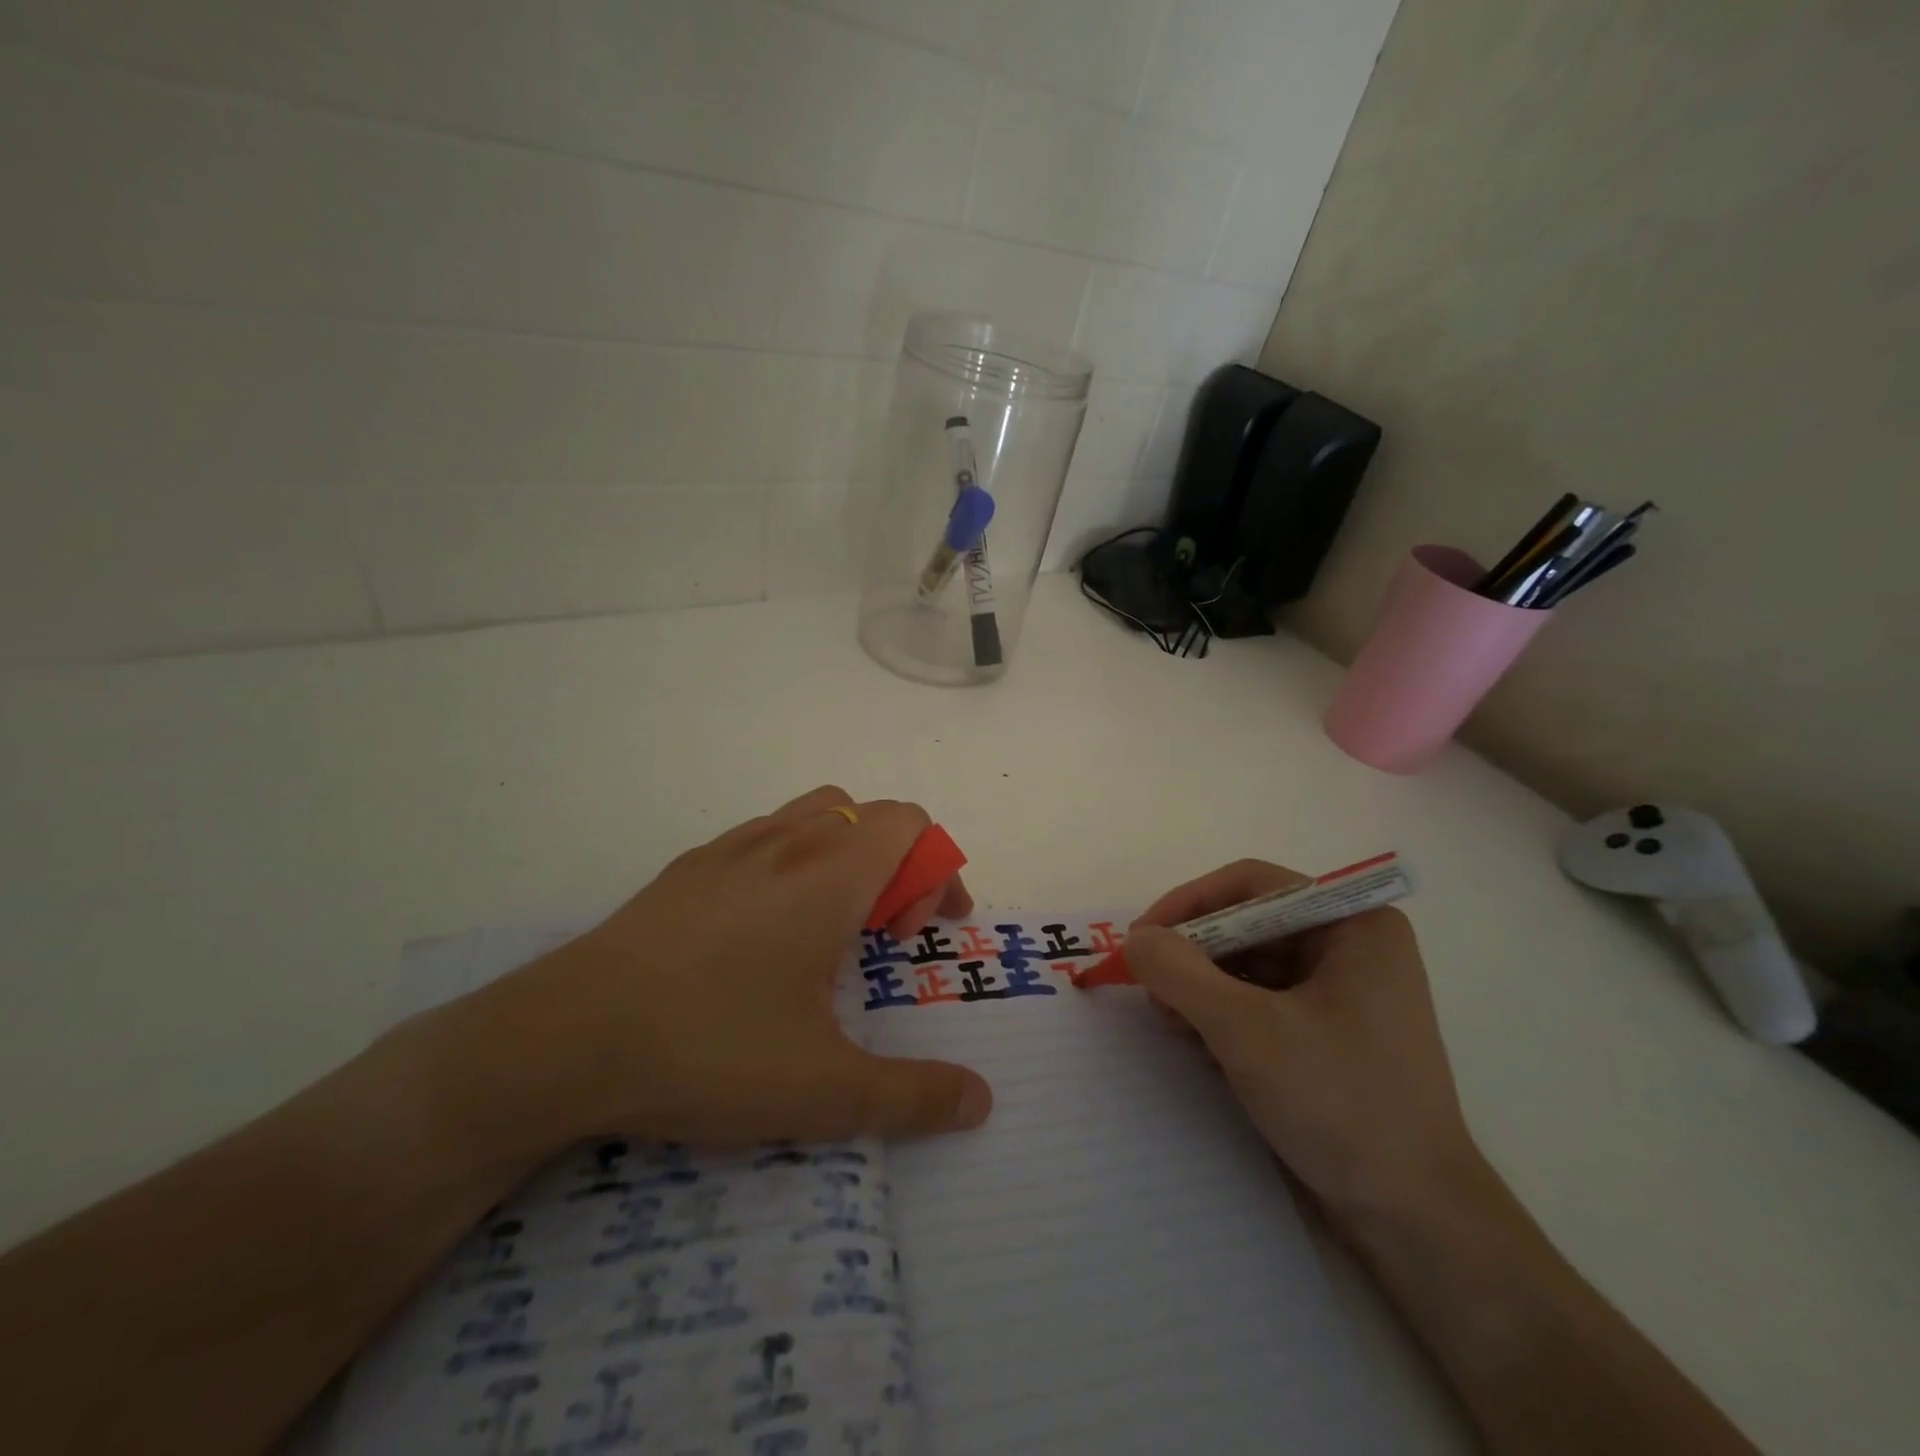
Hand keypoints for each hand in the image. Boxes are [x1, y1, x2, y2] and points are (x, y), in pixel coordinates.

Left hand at [434, 787, 992, 1153]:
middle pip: (867, 815)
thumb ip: (912, 1095)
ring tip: (826, 929)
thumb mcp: (823, 1090)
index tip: (915, 934)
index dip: (934, 869)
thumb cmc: (707, 1049)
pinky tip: (761, 935)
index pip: (909, 823)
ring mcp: (729, 849)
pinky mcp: (686, 869)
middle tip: (879, 936)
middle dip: (895, 864)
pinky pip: (763, 837)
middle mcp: (785, 844)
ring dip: (843, 856)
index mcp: (828, 875)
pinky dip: (791, 863)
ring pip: (813, 816)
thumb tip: (980, 1101)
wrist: (560, 1041)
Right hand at [1125, 860, 1481, 1229]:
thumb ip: (1181, 973)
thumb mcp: (1246, 1030)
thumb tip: (1135, 939)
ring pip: (1252, 964)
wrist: (1414, 1220)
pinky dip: (1225, 1013)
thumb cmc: (1339, 1103)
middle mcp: (1353, 946)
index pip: (1252, 886)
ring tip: (1170, 1020)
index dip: (1189, 904)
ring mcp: (1345, 991)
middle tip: (1150, 986)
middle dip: (1194, 953)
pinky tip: (1199, 1042)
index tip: (1142, 938)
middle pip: (1249, 924)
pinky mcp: (1332, 1032)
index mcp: (1353, 924)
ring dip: (1203, 986)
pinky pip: (1264, 1000)